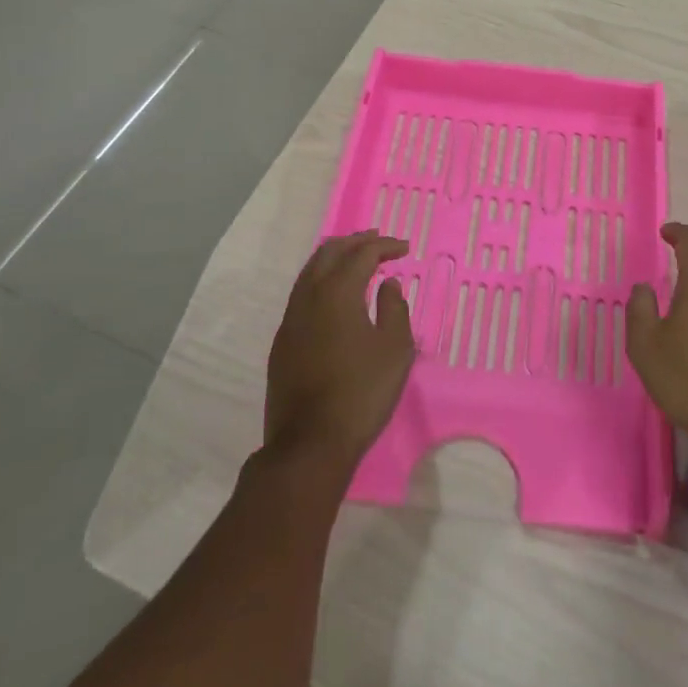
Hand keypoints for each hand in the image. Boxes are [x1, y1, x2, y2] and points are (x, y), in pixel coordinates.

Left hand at [264, 232, 415, 469]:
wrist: (309, 445)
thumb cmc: (361, 392)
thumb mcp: (395, 349)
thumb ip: (395, 308)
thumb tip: (388, 285)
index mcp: (337, 292)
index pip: (362, 254)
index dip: (385, 246)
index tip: (405, 248)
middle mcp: (309, 297)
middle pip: (329, 253)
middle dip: (354, 242)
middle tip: (377, 241)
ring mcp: (290, 320)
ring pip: (310, 271)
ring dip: (334, 258)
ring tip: (355, 259)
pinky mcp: (282, 343)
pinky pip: (302, 294)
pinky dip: (321, 280)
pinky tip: (334, 295)